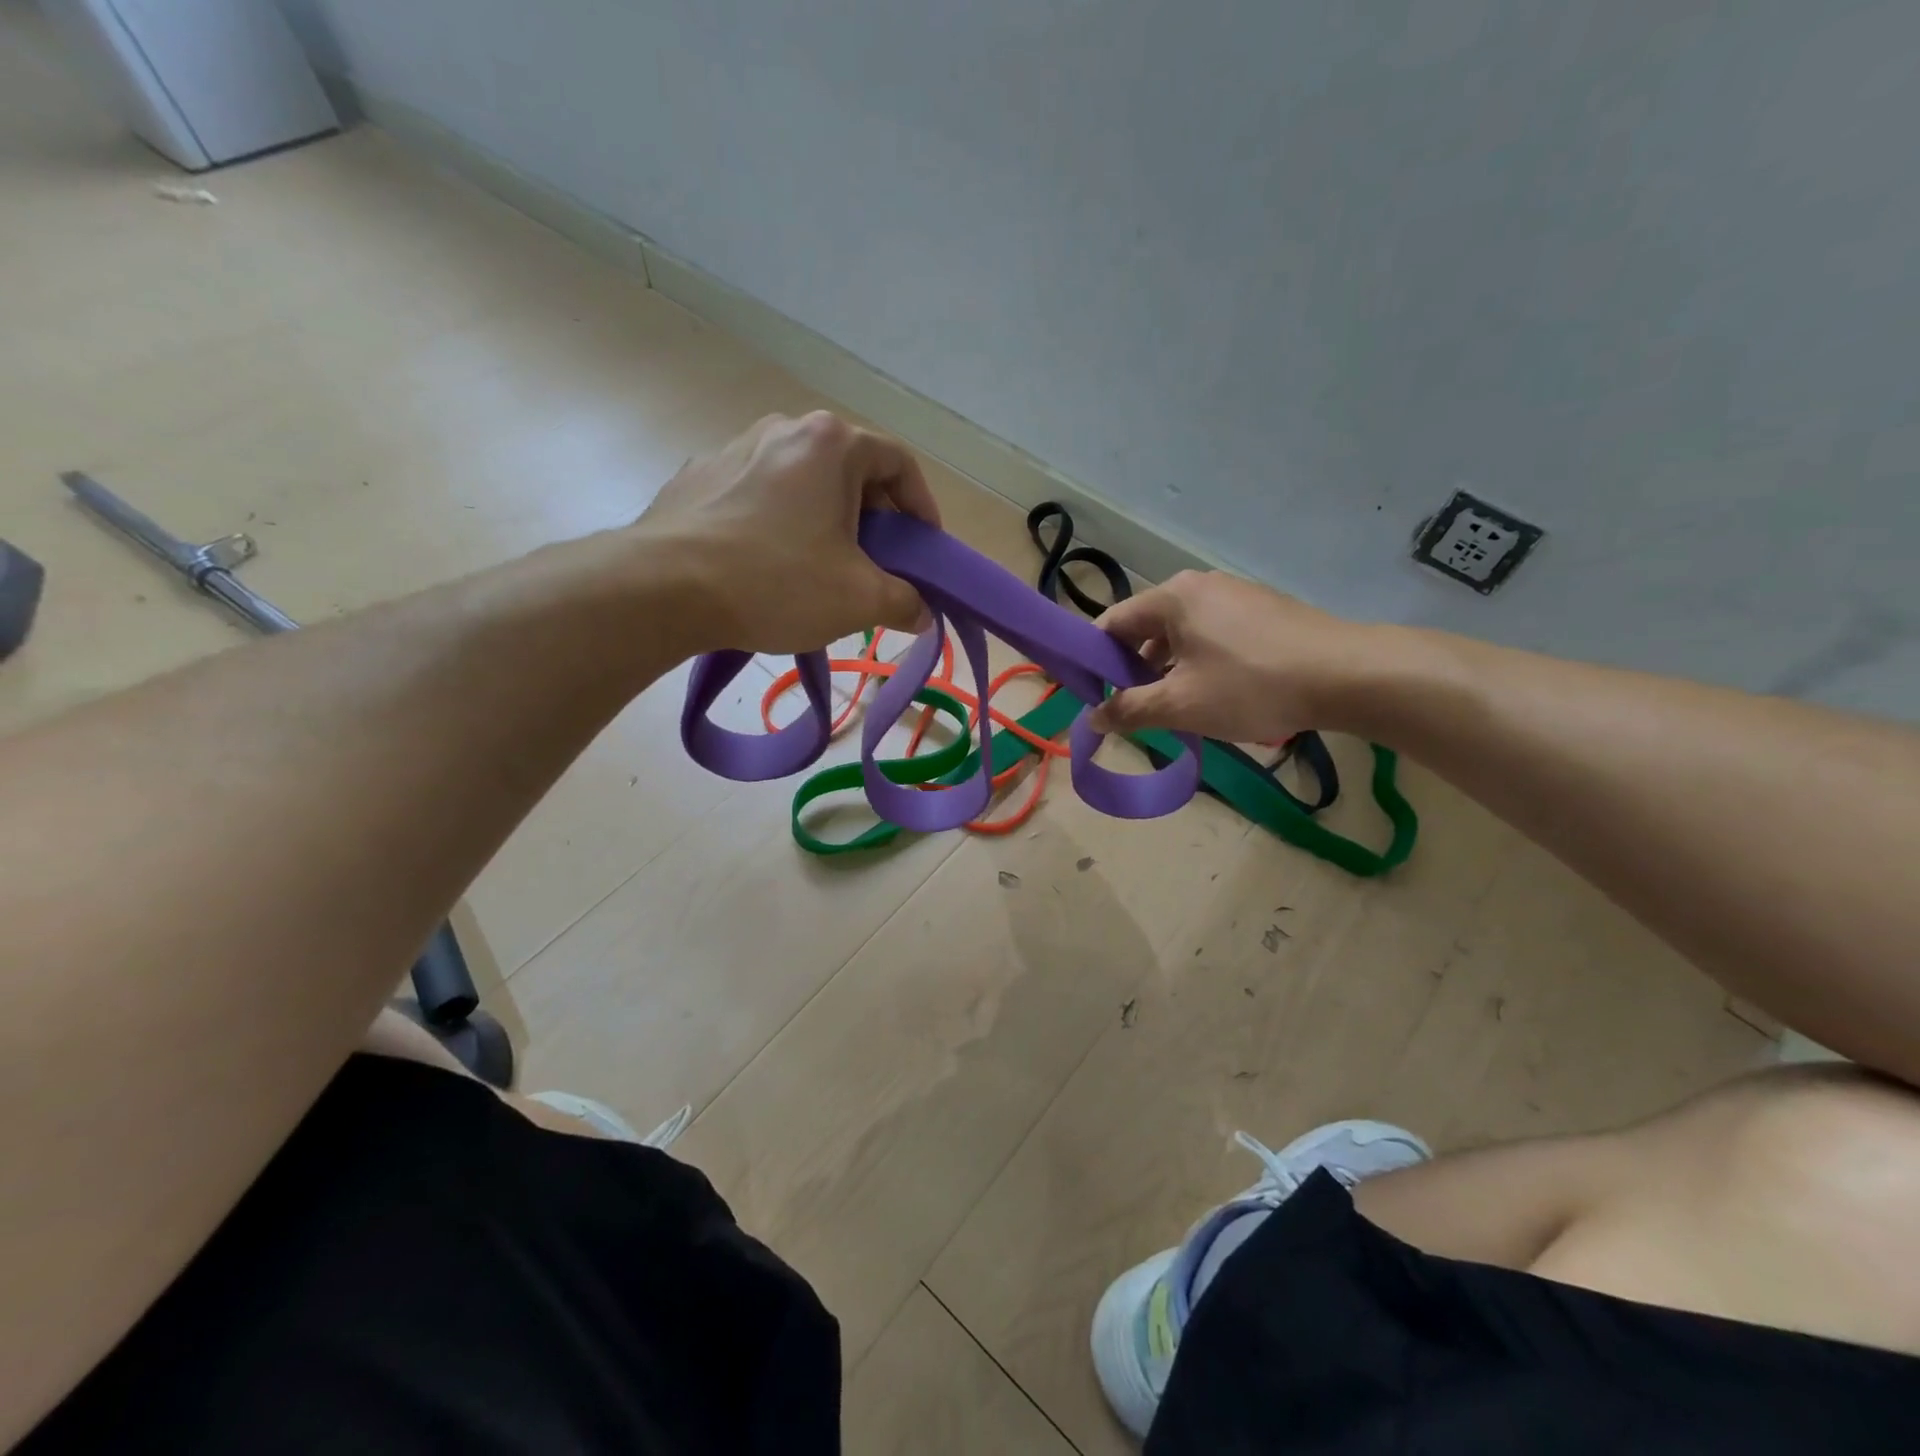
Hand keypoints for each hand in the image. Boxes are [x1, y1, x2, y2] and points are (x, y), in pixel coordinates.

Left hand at [637, 411, 938, 653]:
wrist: (663, 587)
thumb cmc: (777, 581)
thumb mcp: (859, 599)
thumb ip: (904, 602)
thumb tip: (921, 613)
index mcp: (831, 443)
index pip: (900, 463)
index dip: (923, 507)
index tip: (924, 549)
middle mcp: (785, 429)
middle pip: (851, 469)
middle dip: (875, 518)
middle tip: (878, 564)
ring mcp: (735, 448)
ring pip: (804, 481)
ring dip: (827, 520)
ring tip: (825, 567)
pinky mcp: (700, 476)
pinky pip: (760, 494)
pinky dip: (782, 523)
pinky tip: (772, 565)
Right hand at [1087, 571, 1377, 740]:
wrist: (1348, 676)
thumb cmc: (1252, 686)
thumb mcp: (1180, 705)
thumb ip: (1129, 709)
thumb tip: (1092, 718)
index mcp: (1171, 597)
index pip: (1110, 624)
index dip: (1092, 662)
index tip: (1091, 697)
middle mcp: (1199, 586)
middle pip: (1145, 628)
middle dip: (1132, 670)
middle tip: (1134, 710)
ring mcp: (1234, 595)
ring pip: (1179, 635)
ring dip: (1166, 671)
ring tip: (1175, 709)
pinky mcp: (1262, 611)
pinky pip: (1211, 636)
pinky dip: (1198, 663)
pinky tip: (1214, 695)